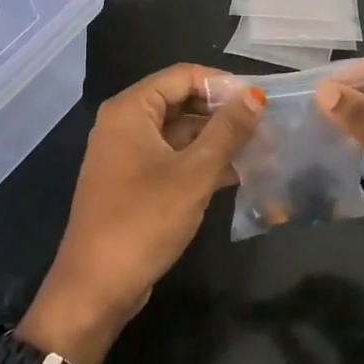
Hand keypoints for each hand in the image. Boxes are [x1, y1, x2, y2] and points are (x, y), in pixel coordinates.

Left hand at [22, 64, 263, 363]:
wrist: (96, 288)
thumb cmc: (144, 221)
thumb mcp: (194, 173)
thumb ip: (227, 131)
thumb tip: (256, 95)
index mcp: (130, 110)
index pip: (183, 76)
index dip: (223, 84)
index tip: (261, 102)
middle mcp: (125, 124)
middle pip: (181, 102)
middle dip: (223, 114)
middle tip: (267, 128)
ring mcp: (127, 155)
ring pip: (180, 133)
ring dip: (217, 140)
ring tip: (262, 150)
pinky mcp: (134, 183)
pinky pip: (173, 159)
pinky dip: (202, 163)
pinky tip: (238, 174)